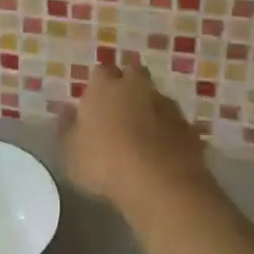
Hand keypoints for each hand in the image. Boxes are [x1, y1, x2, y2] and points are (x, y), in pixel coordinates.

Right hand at [59, 53, 209, 213]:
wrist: (159, 182)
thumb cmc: (104, 163)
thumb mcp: (71, 153)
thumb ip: (67, 129)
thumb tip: (65, 112)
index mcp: (105, 86)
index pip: (101, 71)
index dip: (98, 84)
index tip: (95, 100)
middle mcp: (137, 86)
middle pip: (134, 74)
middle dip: (128, 85)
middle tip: (120, 108)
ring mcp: (166, 105)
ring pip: (156, 98)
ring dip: (150, 109)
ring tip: (142, 136)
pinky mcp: (188, 127)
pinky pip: (174, 124)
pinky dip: (169, 133)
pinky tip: (162, 154)